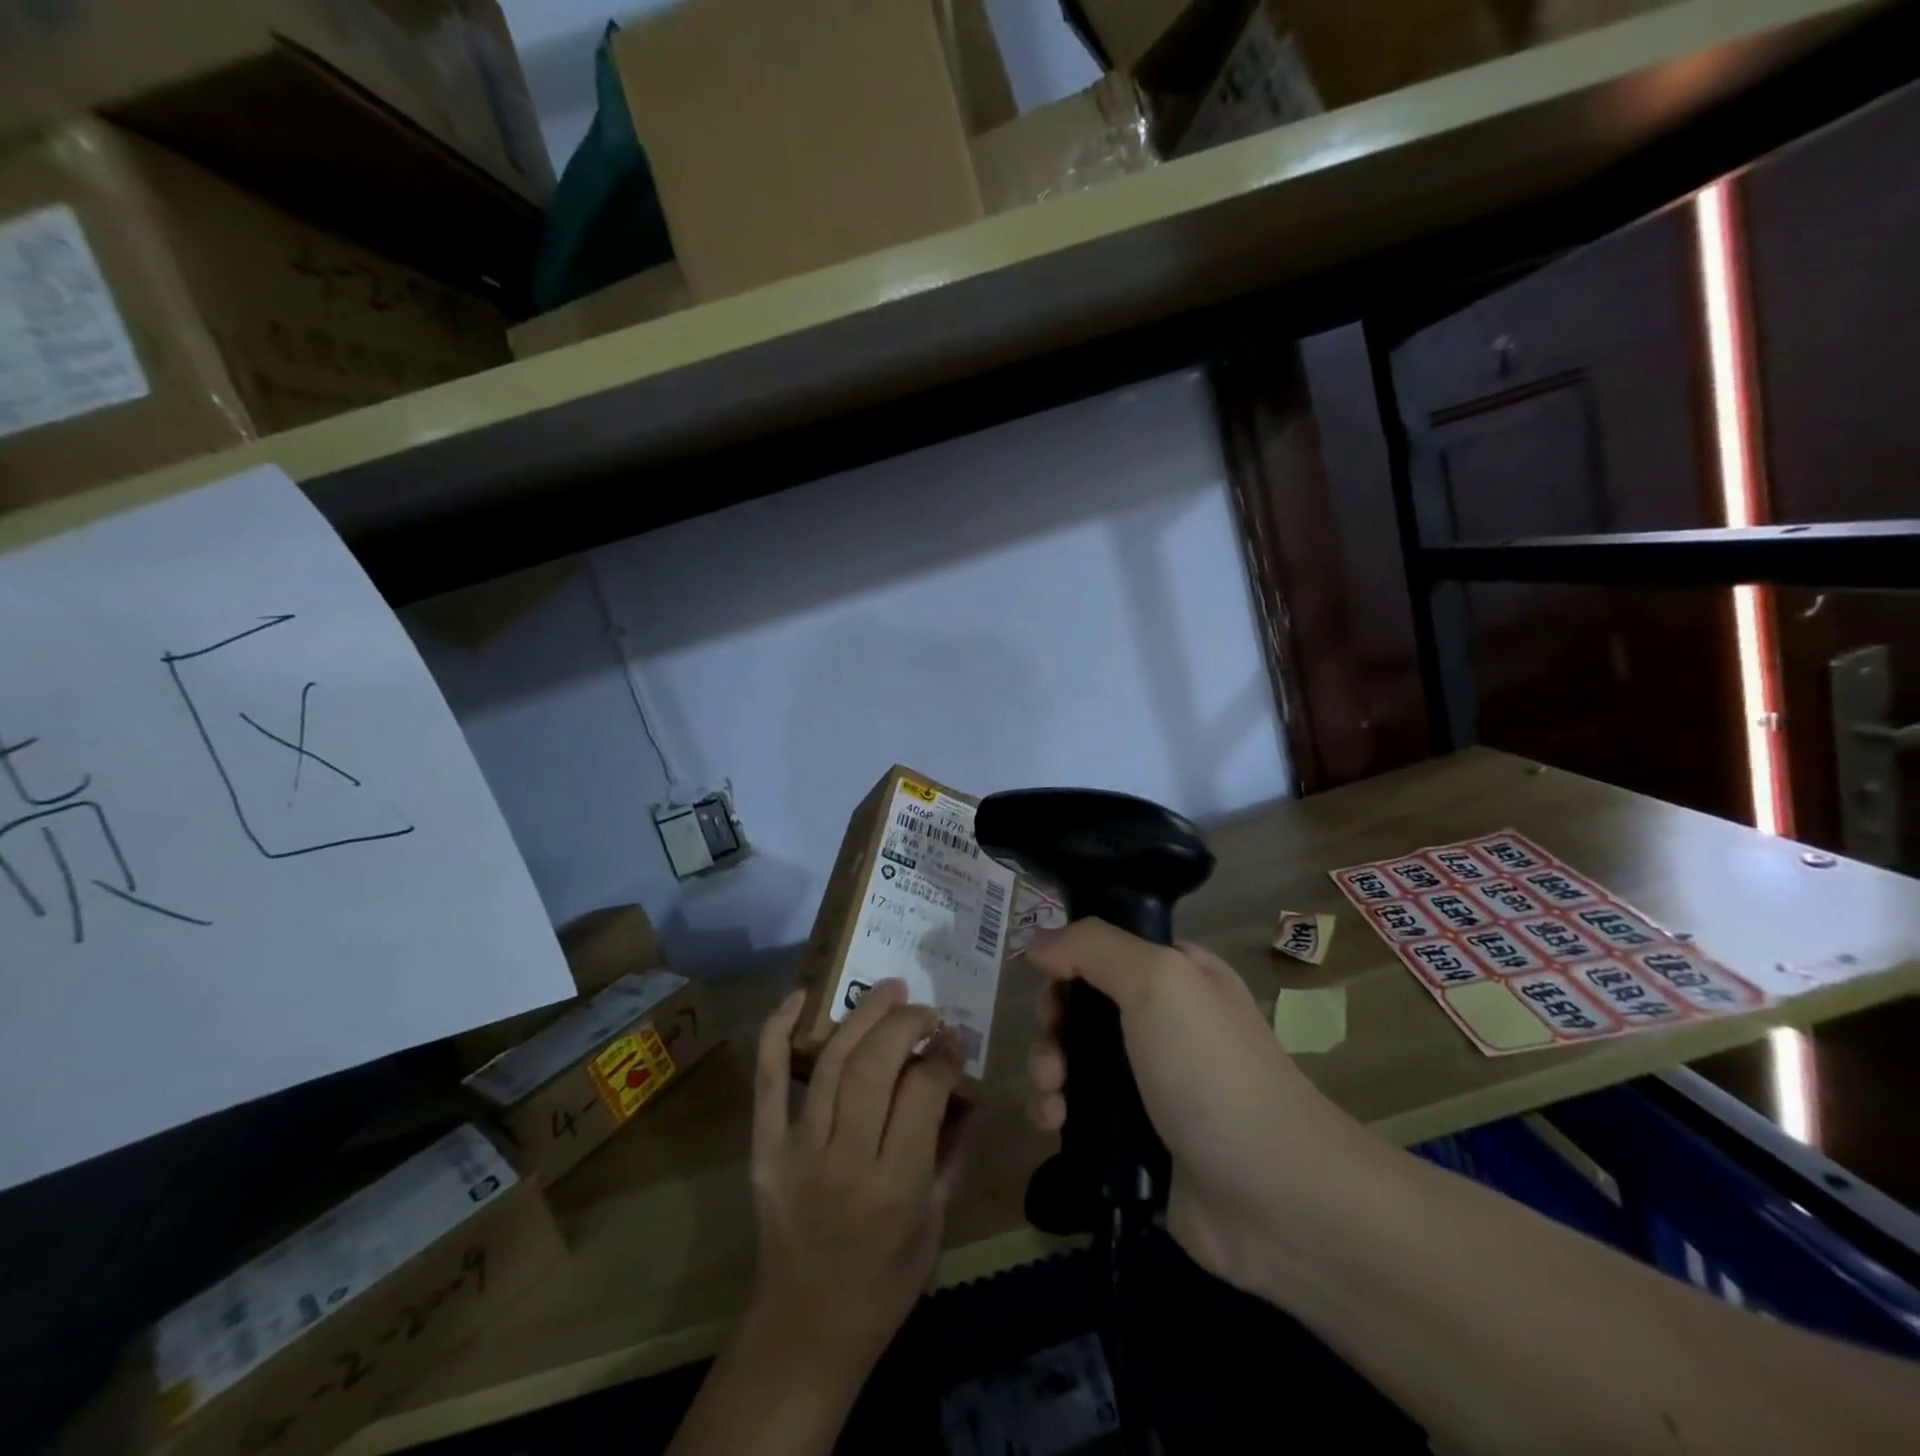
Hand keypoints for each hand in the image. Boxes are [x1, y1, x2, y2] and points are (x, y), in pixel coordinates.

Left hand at [747, 979, 968, 1371]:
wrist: (804, 1332)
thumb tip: (968, 1087)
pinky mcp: (764, 1151)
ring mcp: (797, 1152)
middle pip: (874, 1066)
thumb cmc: (883, 1284)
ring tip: (889, 988)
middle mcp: (844, 1162)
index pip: (922, 1092)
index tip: (954, 1039)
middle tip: (926, 1009)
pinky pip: (767, 1082)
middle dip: (906, 1023)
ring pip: (831, 1062)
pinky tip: (800, 996)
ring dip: (862, 1014)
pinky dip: (777, 1033)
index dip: (943, 1055)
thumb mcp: (936, 1224)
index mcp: (895, 1188)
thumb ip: (954, 1151)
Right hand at [1025, 920, 1367, 1300]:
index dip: (1070, 960)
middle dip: (1053, 1021)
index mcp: (1178, 974)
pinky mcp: (1135, 1139)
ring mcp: (1149, 1083)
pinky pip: (1079, 1113)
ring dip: (1047, 1068)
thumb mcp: (1158, 980)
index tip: (1050, 983)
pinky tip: (1055, 1123)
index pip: (1107, 949)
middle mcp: (1163, 1022)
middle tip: (1052, 1042)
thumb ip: (1093, 947)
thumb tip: (1038, 941)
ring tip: (1051, 1092)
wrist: (1274, 1197)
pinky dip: (1056, 1111)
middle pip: (1083, 1004)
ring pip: (1074, 1059)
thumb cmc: (1212, 1070)